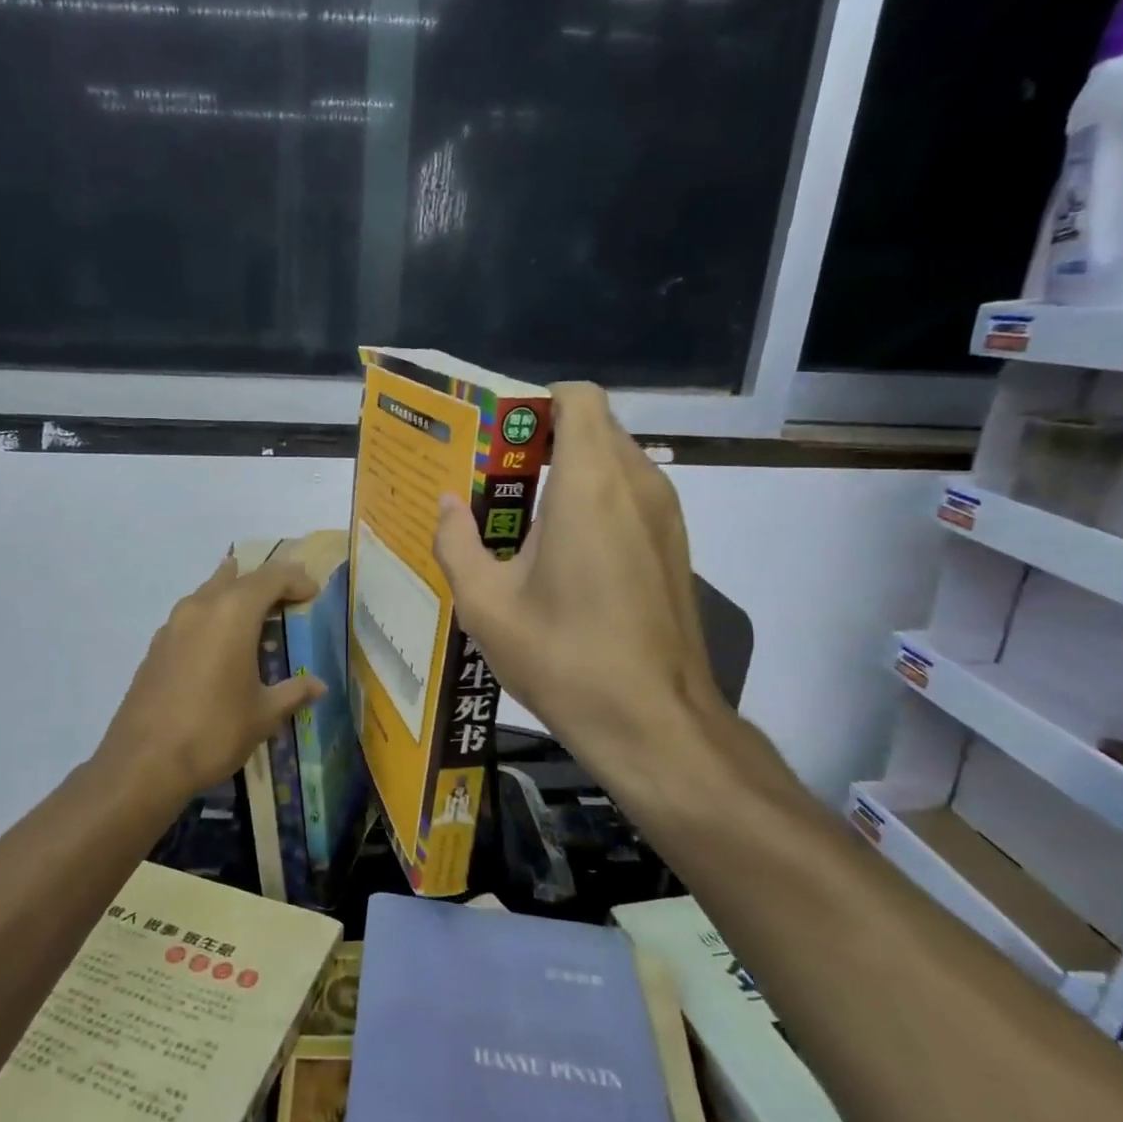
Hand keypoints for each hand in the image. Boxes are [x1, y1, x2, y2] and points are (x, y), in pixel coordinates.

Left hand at [98, 556, 327, 808]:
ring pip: (209, 593)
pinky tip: (220, 644)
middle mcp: (201, 607)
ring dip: (234, 595)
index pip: (271, 577)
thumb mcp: (264, 714)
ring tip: (255, 612)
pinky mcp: (156, 647)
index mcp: (233, 613)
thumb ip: (293, 692)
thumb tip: (318, 686)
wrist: (143, 763)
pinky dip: (213, 618)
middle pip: (238, 579)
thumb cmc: (214, 731)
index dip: (296, 579)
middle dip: (266, 584)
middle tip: (289, 600)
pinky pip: (192, 616)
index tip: (313, 594)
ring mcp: (172, 625)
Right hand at [432, 383, 751, 824]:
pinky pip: (632, 497)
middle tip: (496, 478)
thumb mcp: (486, 606)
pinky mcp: (675, 548)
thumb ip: (457, 543)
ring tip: (522, 518)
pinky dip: (596, 502)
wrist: (653, 721)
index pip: (578, 399)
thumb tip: (447, 506)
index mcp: (589, 485)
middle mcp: (637, 484)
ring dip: (571, 473)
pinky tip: (563, 554)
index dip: (537, 403)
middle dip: (545, 440)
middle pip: (595, 427)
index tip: (498, 435)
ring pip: (617, 462)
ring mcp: (666, 516)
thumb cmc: (563, 657)